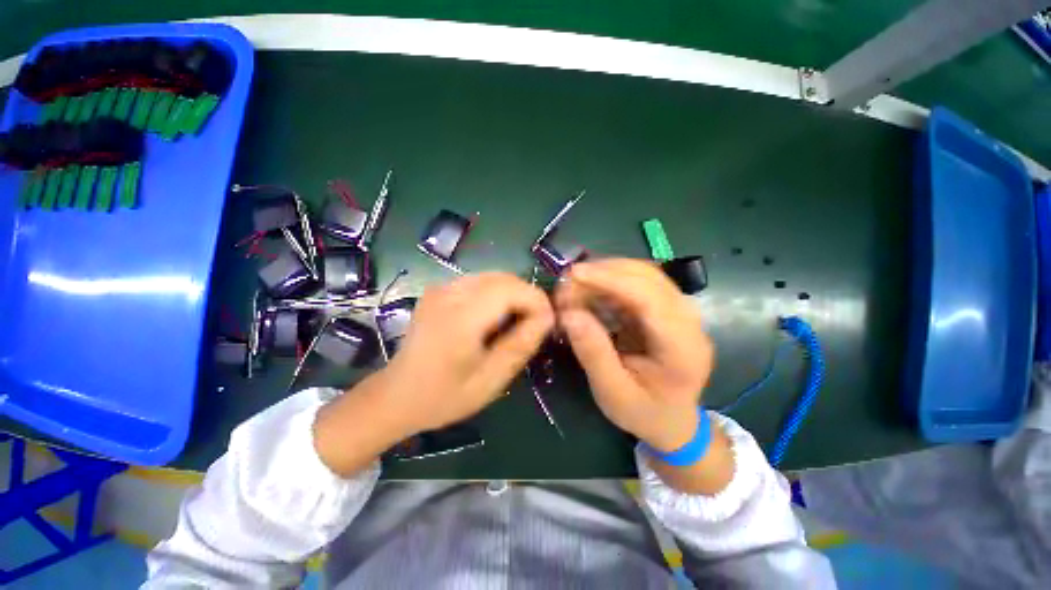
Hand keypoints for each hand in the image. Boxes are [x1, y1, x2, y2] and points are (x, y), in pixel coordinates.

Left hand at [315, 272, 553, 475]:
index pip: (512, 289)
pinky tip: (494, 318)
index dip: (537, 301)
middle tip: (536, 325)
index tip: (548, 323)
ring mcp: (442, 288)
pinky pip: (479, 282)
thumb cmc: (444, 395)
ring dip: (513, 295)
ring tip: (517, 323)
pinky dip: (497, 294)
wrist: (397, 395)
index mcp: (461, 317)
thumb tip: (547, 317)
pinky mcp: (439, 290)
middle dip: (527, 297)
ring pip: (494, 277)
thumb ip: (521, 344)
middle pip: (504, 278)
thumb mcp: (491, 379)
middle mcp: (450, 292)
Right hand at [555, 259, 713, 452]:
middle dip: (604, 272)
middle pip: (648, 277)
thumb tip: (568, 315)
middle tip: (567, 283)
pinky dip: (610, 282)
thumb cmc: (645, 413)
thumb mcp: (613, 393)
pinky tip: (590, 292)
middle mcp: (689, 321)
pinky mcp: (666, 308)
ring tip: (574, 286)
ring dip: (605, 274)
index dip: (611, 280)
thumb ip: (593, 353)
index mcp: (683, 348)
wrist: (674, 422)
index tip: (575, 274)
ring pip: (643, 274)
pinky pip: (638, 283)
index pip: (650, 298)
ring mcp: (680, 311)